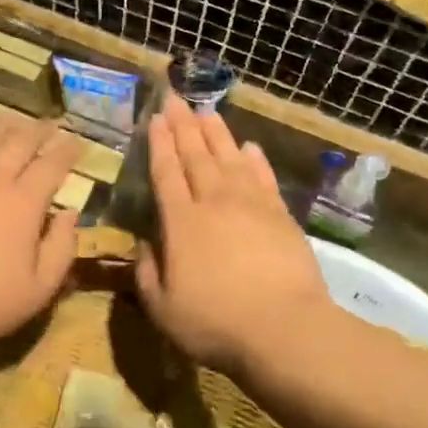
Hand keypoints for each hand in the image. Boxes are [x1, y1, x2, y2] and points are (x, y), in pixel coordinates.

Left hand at [0, 117, 82, 385]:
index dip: (68, 149)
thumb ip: (63, 246)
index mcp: (24, 202)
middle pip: (19, 141)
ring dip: (0, 127)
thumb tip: (70, 213)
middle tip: (50, 125)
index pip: (52, 164)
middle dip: (39, 130)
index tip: (77, 142)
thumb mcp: (43, 286)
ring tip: (11, 123)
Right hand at [134, 105, 334, 377]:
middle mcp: (214, 203)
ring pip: (230, 159)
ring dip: (217, 134)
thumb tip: (144, 245)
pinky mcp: (280, 216)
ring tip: (207, 112)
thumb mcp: (163, 308)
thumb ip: (147, 273)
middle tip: (176, 99)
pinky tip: (249, 147)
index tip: (155, 118)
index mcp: (181, 223)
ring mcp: (251, 206)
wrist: (283, 329)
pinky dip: (255, 159)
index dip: (159, 144)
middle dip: (184, 126)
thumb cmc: (215, 323)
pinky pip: (263, 177)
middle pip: (196, 156)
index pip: (166, 173)